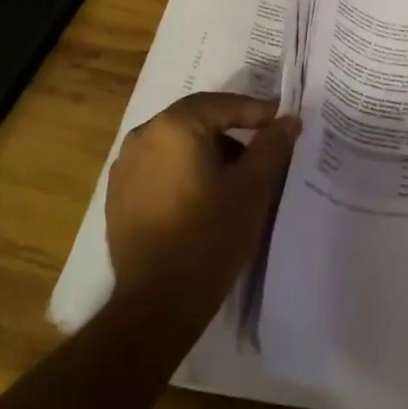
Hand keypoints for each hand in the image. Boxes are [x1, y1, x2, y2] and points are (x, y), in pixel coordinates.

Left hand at [106, 92, 301, 317]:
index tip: (282, 121)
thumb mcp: (252, 189)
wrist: (156, 303)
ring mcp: (125, 166)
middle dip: (232, 128)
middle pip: (196, 119)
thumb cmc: (209, 238)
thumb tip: (288, 120)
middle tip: (263, 142)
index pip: (222, 104)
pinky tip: (203, 194)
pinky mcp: (118, 194)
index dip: (256, 111)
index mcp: (174, 127)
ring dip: (208, 149)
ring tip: (237, 173)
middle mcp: (143, 136)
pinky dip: (184, 169)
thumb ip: (272, 147)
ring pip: (176, 143)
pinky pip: (159, 166)